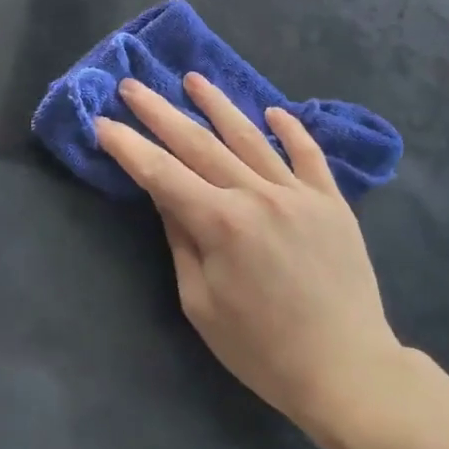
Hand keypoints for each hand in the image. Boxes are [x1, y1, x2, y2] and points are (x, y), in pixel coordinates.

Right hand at [95, 74, 403, 442]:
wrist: (346, 369)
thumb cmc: (261, 349)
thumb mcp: (201, 303)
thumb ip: (181, 240)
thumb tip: (165, 193)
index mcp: (220, 222)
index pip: (161, 173)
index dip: (128, 146)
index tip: (102, 122)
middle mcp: (257, 194)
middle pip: (198, 143)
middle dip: (160, 112)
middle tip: (133, 85)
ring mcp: (298, 193)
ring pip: (250, 136)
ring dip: (218, 105)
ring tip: (193, 78)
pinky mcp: (332, 201)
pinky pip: (308, 155)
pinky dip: (291, 129)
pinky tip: (273, 111)